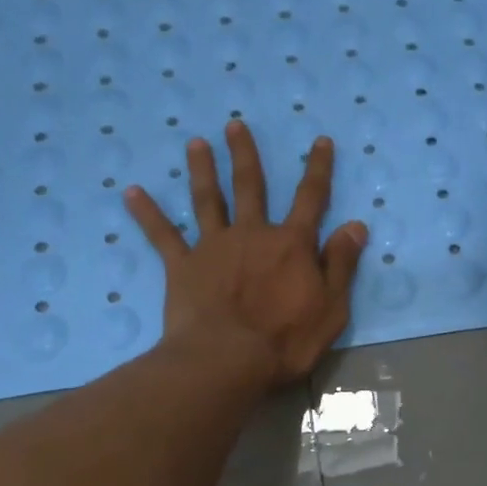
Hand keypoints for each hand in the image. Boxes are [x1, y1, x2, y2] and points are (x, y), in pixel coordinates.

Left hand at [125, 122, 367, 387]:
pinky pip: (162, 235)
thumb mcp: (331, 307)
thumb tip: (356, 225)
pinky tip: (130, 192)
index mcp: (292, 244)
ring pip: (207, 200)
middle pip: (250, 186)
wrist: (227, 360)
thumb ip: (341, 264)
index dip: (318, 169)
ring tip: (195, 144)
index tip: (320, 141)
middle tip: (234, 125)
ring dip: (202, 170)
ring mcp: (214, 247)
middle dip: (245, 155)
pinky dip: (147, 213)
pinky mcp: (182, 266)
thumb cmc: (286, 340)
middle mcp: (252, 234)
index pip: (311, 198)